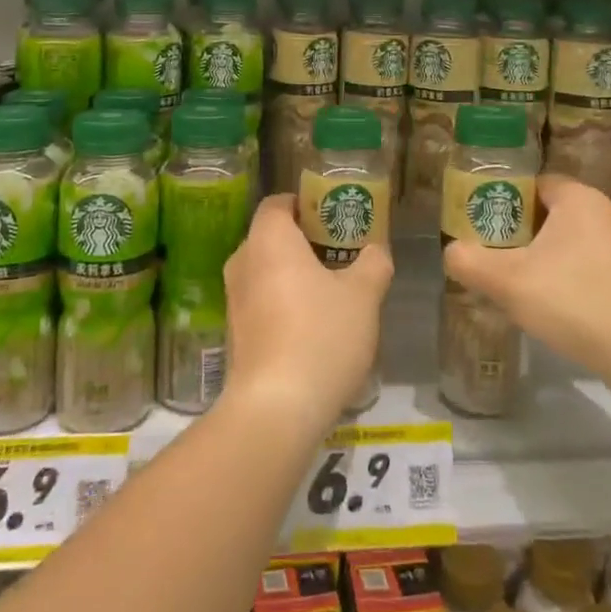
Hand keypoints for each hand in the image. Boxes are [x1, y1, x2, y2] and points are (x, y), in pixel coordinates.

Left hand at [224, 195, 392, 433]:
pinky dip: (284, 304)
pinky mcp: (234, 335)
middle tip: (341, 254)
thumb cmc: (321, 334)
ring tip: (333, 293)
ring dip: (295, 276)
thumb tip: (376, 251)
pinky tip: (313, 329)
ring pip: (267, 272)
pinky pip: (261, 303)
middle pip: (272, 238)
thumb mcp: (363, 295)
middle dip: (305, 242)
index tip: (334, 218)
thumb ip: (373, 264)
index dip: (305, 205)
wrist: (276, 408)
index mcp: (268, 239)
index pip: (278, 203)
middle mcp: (242, 262)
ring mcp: (234, 300)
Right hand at [443, 175, 610, 376]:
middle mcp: (609, 211)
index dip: (507, 200)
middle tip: (500, 256)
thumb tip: (451, 253)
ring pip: (576, 240)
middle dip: (526, 232)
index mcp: (580, 198)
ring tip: (526, 284)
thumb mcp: (508, 281)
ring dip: (551, 256)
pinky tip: (562, 306)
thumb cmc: (574, 301)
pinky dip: (576, 276)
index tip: (487, 226)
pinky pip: (597, 264)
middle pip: (555, 211)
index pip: (536, 183)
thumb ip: (470, 262)